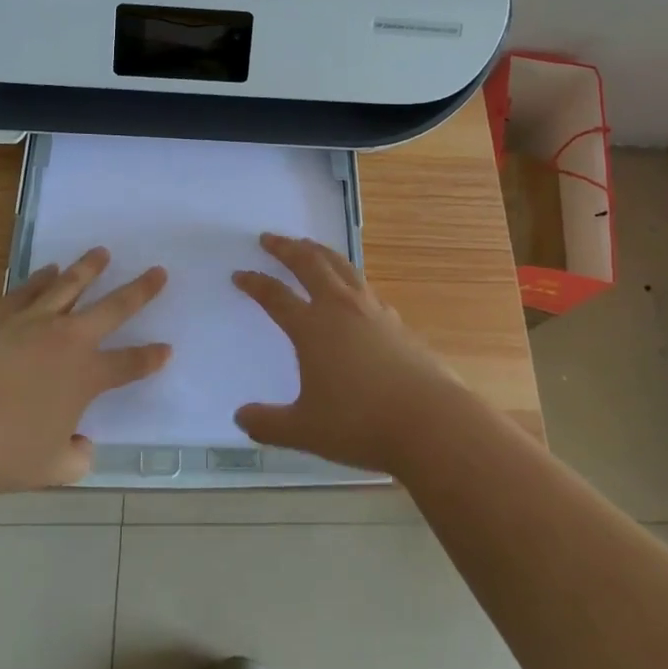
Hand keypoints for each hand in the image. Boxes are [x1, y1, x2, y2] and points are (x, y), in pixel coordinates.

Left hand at [0, 249, 170, 491]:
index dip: (151, 358)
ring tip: (102, 252)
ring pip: (69, 285)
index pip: (129, 364)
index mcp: (86, 376)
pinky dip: (42, 278)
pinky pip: (28, 290)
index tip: (166, 349)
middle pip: (113, 307)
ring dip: (89, 268)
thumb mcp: (49, 469)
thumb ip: (76, 457)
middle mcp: (67, 339)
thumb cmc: (1, 452)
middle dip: (140, 290)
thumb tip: (84, 446)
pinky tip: (49, 269)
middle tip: (158, 272)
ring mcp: (32, 322)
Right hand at [231, 233, 465, 473]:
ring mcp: (371, 310)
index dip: (255, 283)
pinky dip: (348, 276)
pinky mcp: (395, 321)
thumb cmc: (360, 424)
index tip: (239, 274)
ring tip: (309, 246)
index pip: (275, 296)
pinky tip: (351, 287)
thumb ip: (269, 424)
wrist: (428, 421)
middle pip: (309, 264)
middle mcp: (339, 308)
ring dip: (319, 251)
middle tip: (270, 238)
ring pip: (340, 266)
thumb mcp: (305, 430)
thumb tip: (240, 417)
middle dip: (286, 248)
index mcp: (312, 327)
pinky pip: (364, 286)